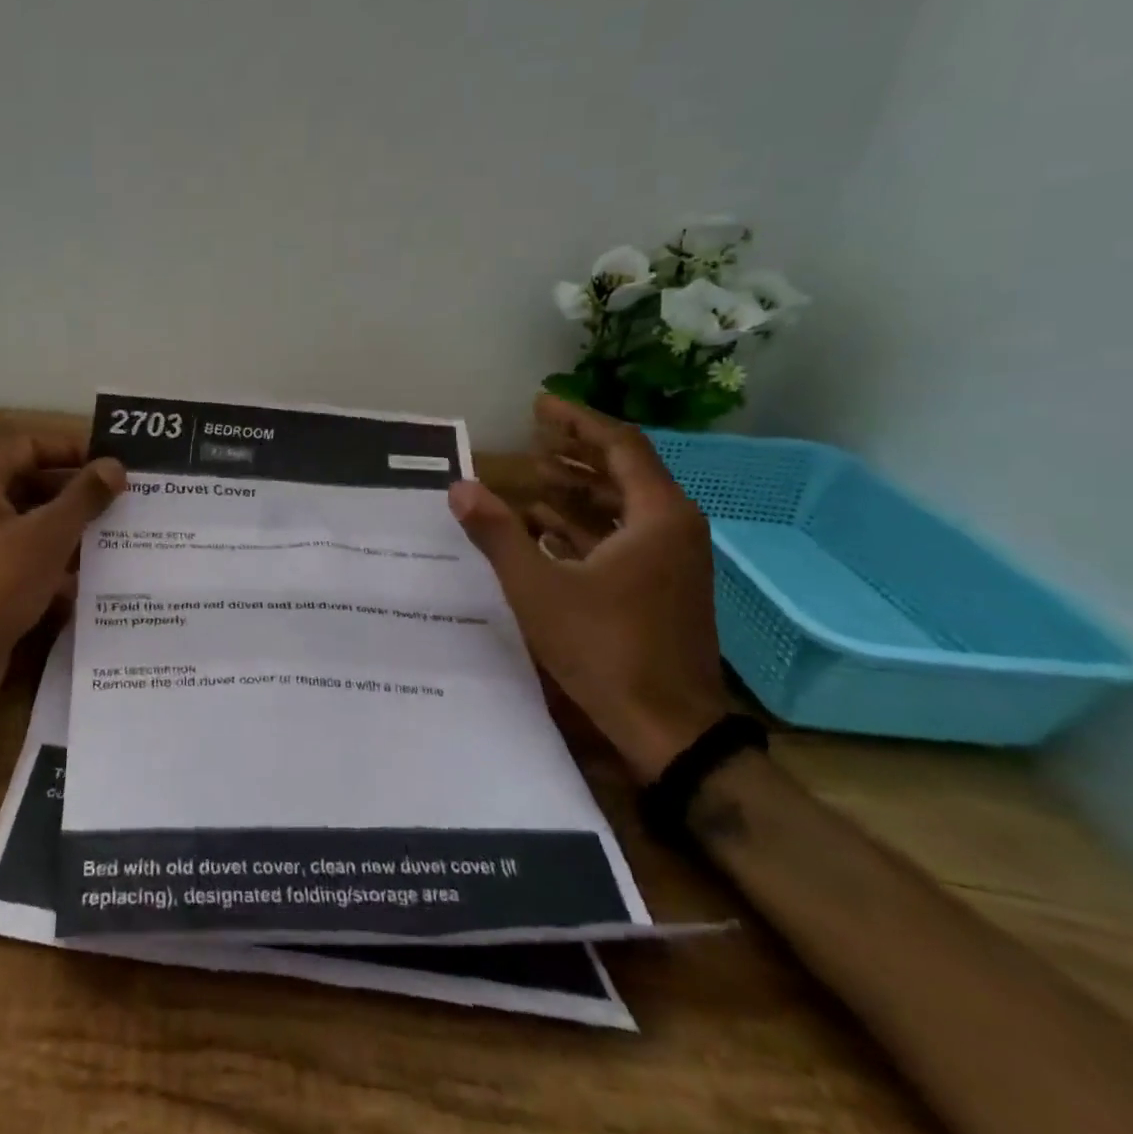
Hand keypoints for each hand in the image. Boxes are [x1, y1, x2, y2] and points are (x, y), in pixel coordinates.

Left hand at [0, 437, 124, 736]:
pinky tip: (94, 580)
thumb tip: (115, 466)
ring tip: (119, 538)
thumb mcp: (48, 533)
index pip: (28, 447)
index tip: (110, 466)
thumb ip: (84, 496)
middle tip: (123, 502)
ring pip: (32, 529)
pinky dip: (57, 568)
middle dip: (76, 495)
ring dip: (71, 533)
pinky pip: (27, 564)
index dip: (70, 451)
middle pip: (31, 487)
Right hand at [446, 395, 730, 783]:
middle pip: (624, 470)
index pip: (619, 445)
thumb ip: (498, 533)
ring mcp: (672, 560)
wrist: (670, 729)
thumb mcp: (539, 588)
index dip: (576, 421)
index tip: (539, 404)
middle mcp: (673, 528)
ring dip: (578, 487)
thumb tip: (459, 486)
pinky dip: (584, 523)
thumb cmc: (606, 649)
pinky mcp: (661, 586)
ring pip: (622, 505)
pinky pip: (622, 536)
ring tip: (532, 474)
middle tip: (532, 434)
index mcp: (657, 517)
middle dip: (576, 450)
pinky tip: (544, 526)